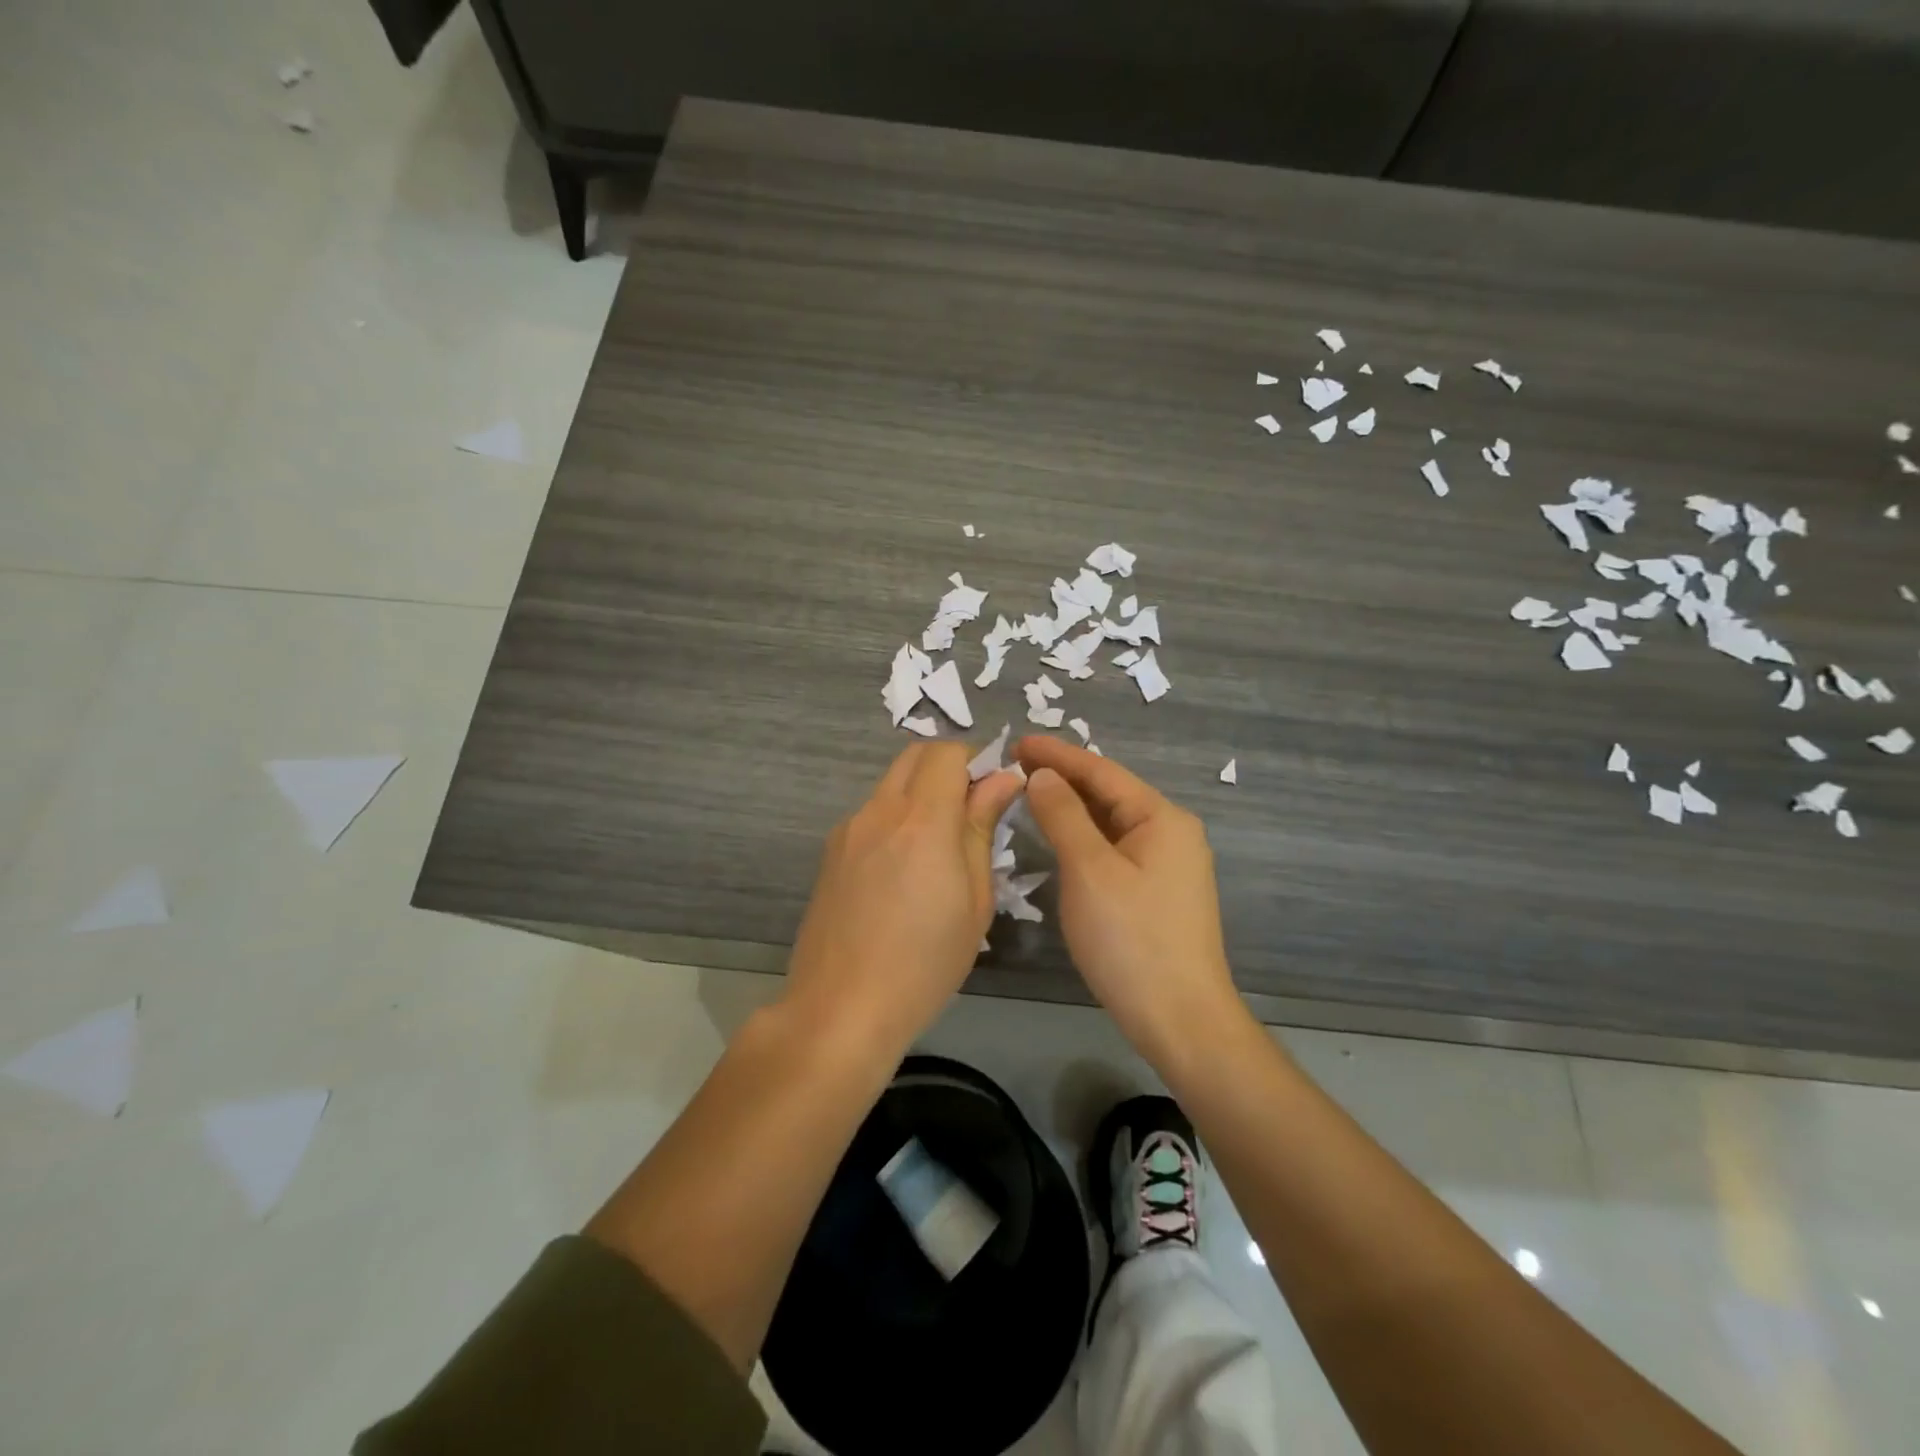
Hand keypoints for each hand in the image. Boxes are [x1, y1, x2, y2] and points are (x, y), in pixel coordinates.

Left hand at [783, 741, 1025, 1060]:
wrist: (840, 1009)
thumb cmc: (925, 963)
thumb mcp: (974, 900)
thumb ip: (982, 829)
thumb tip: (1001, 780)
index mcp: (921, 820)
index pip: (948, 753)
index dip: (976, 761)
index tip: (994, 793)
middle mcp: (879, 811)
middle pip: (915, 756)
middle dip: (948, 767)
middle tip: (972, 811)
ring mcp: (848, 829)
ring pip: (891, 784)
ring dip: (920, 793)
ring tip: (938, 848)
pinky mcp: (830, 852)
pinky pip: (871, 814)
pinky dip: (896, 818)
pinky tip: (903, 871)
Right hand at [1015, 737, 1246, 1065]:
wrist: (1180, 1019)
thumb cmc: (1131, 940)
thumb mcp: (1089, 871)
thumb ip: (1063, 815)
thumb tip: (1042, 775)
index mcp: (1161, 818)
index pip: (1101, 771)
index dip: (1057, 755)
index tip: (1016, 742)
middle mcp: (1171, 833)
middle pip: (1109, 793)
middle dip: (1063, 778)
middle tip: (1014, 766)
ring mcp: (1168, 865)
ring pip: (1111, 823)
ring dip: (1071, 807)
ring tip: (1029, 793)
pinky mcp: (1158, 892)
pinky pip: (1114, 849)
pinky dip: (1083, 837)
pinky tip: (1060, 839)